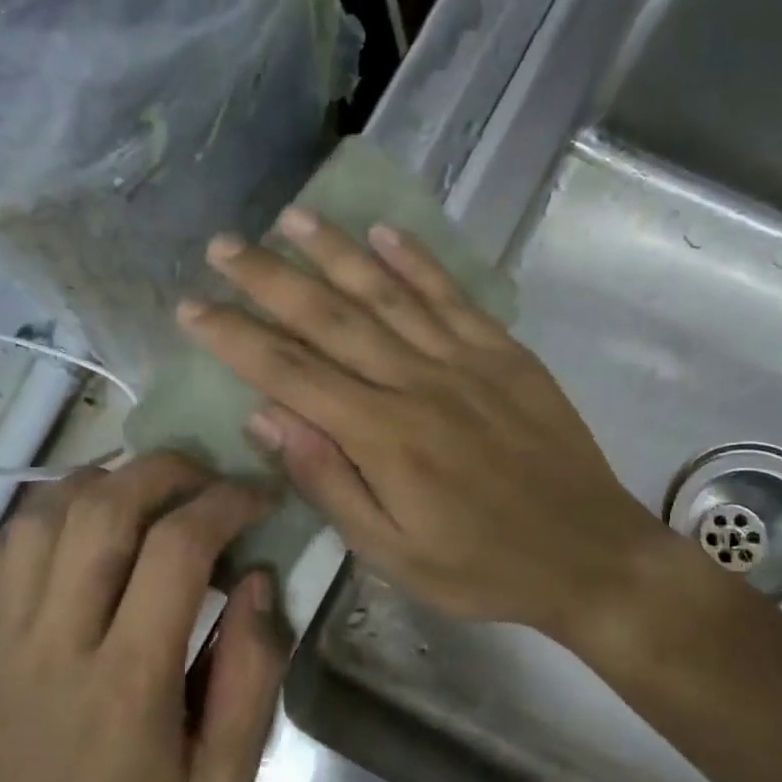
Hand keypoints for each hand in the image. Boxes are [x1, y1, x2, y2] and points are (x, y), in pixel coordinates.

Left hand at [0, 453, 286, 781]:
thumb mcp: (223, 778)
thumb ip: (254, 673)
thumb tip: (259, 578)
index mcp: (129, 679)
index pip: (178, 549)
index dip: (226, 503)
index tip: (257, 498)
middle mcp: (59, 637)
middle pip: (107, 506)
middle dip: (168, 469)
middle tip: (206, 478)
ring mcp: (5, 629)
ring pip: (50, 508)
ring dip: (110, 480)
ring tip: (150, 494)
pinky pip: (7, 537)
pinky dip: (52, 508)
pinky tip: (85, 524)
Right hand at [177, 209, 676, 642]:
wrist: (590, 554)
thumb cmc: (480, 566)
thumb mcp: (391, 551)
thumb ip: (327, 480)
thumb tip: (264, 415)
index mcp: (382, 436)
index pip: (289, 372)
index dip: (235, 336)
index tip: (191, 306)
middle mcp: (417, 382)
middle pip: (329, 318)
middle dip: (269, 277)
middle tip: (223, 245)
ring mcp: (465, 359)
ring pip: (386, 292)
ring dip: (334, 250)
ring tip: (290, 214)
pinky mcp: (504, 352)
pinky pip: (452, 294)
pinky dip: (416, 259)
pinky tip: (383, 231)